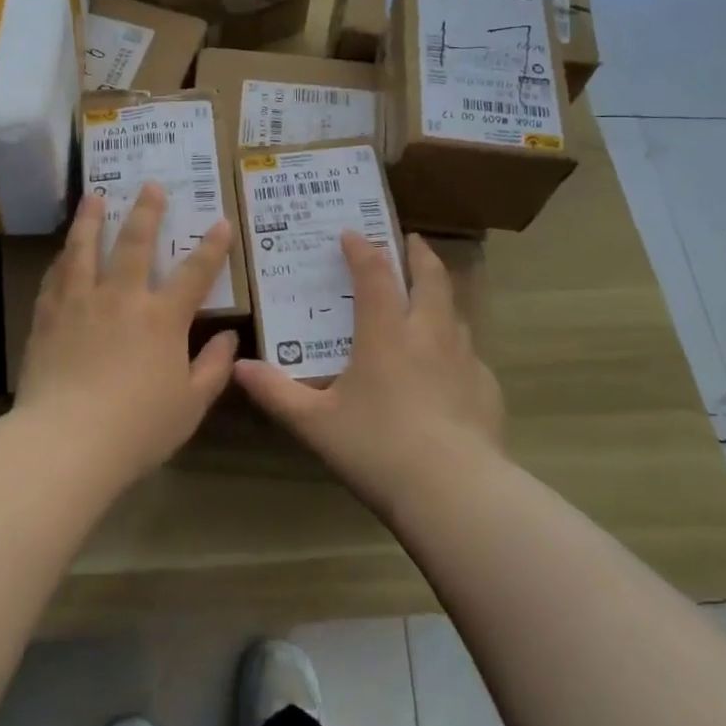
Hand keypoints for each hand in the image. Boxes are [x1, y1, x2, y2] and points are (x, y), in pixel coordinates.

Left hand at [16, 185, 238, 481]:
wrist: (67, 441)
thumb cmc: (138, 428)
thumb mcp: (191, 405)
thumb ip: (213, 368)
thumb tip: (229, 337)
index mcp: (162, 319)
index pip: (195, 273)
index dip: (211, 247)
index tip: (219, 222)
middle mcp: (122, 298)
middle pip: (135, 244)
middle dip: (147, 212)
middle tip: (150, 185)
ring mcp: (80, 303)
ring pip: (85, 249)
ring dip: (91, 219)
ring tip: (94, 197)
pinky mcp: (47, 317)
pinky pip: (55, 277)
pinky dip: (62, 259)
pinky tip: (62, 252)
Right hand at [234, 232, 504, 513]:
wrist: (453, 491)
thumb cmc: (376, 448)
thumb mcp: (314, 423)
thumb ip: (276, 392)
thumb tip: (239, 367)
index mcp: (386, 335)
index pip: (374, 275)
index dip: (362, 250)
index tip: (351, 233)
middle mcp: (429, 335)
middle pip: (430, 279)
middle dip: (419, 254)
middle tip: (411, 241)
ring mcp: (464, 361)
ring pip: (456, 313)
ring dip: (441, 296)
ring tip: (430, 298)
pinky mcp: (486, 389)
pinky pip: (470, 355)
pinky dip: (456, 347)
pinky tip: (449, 369)